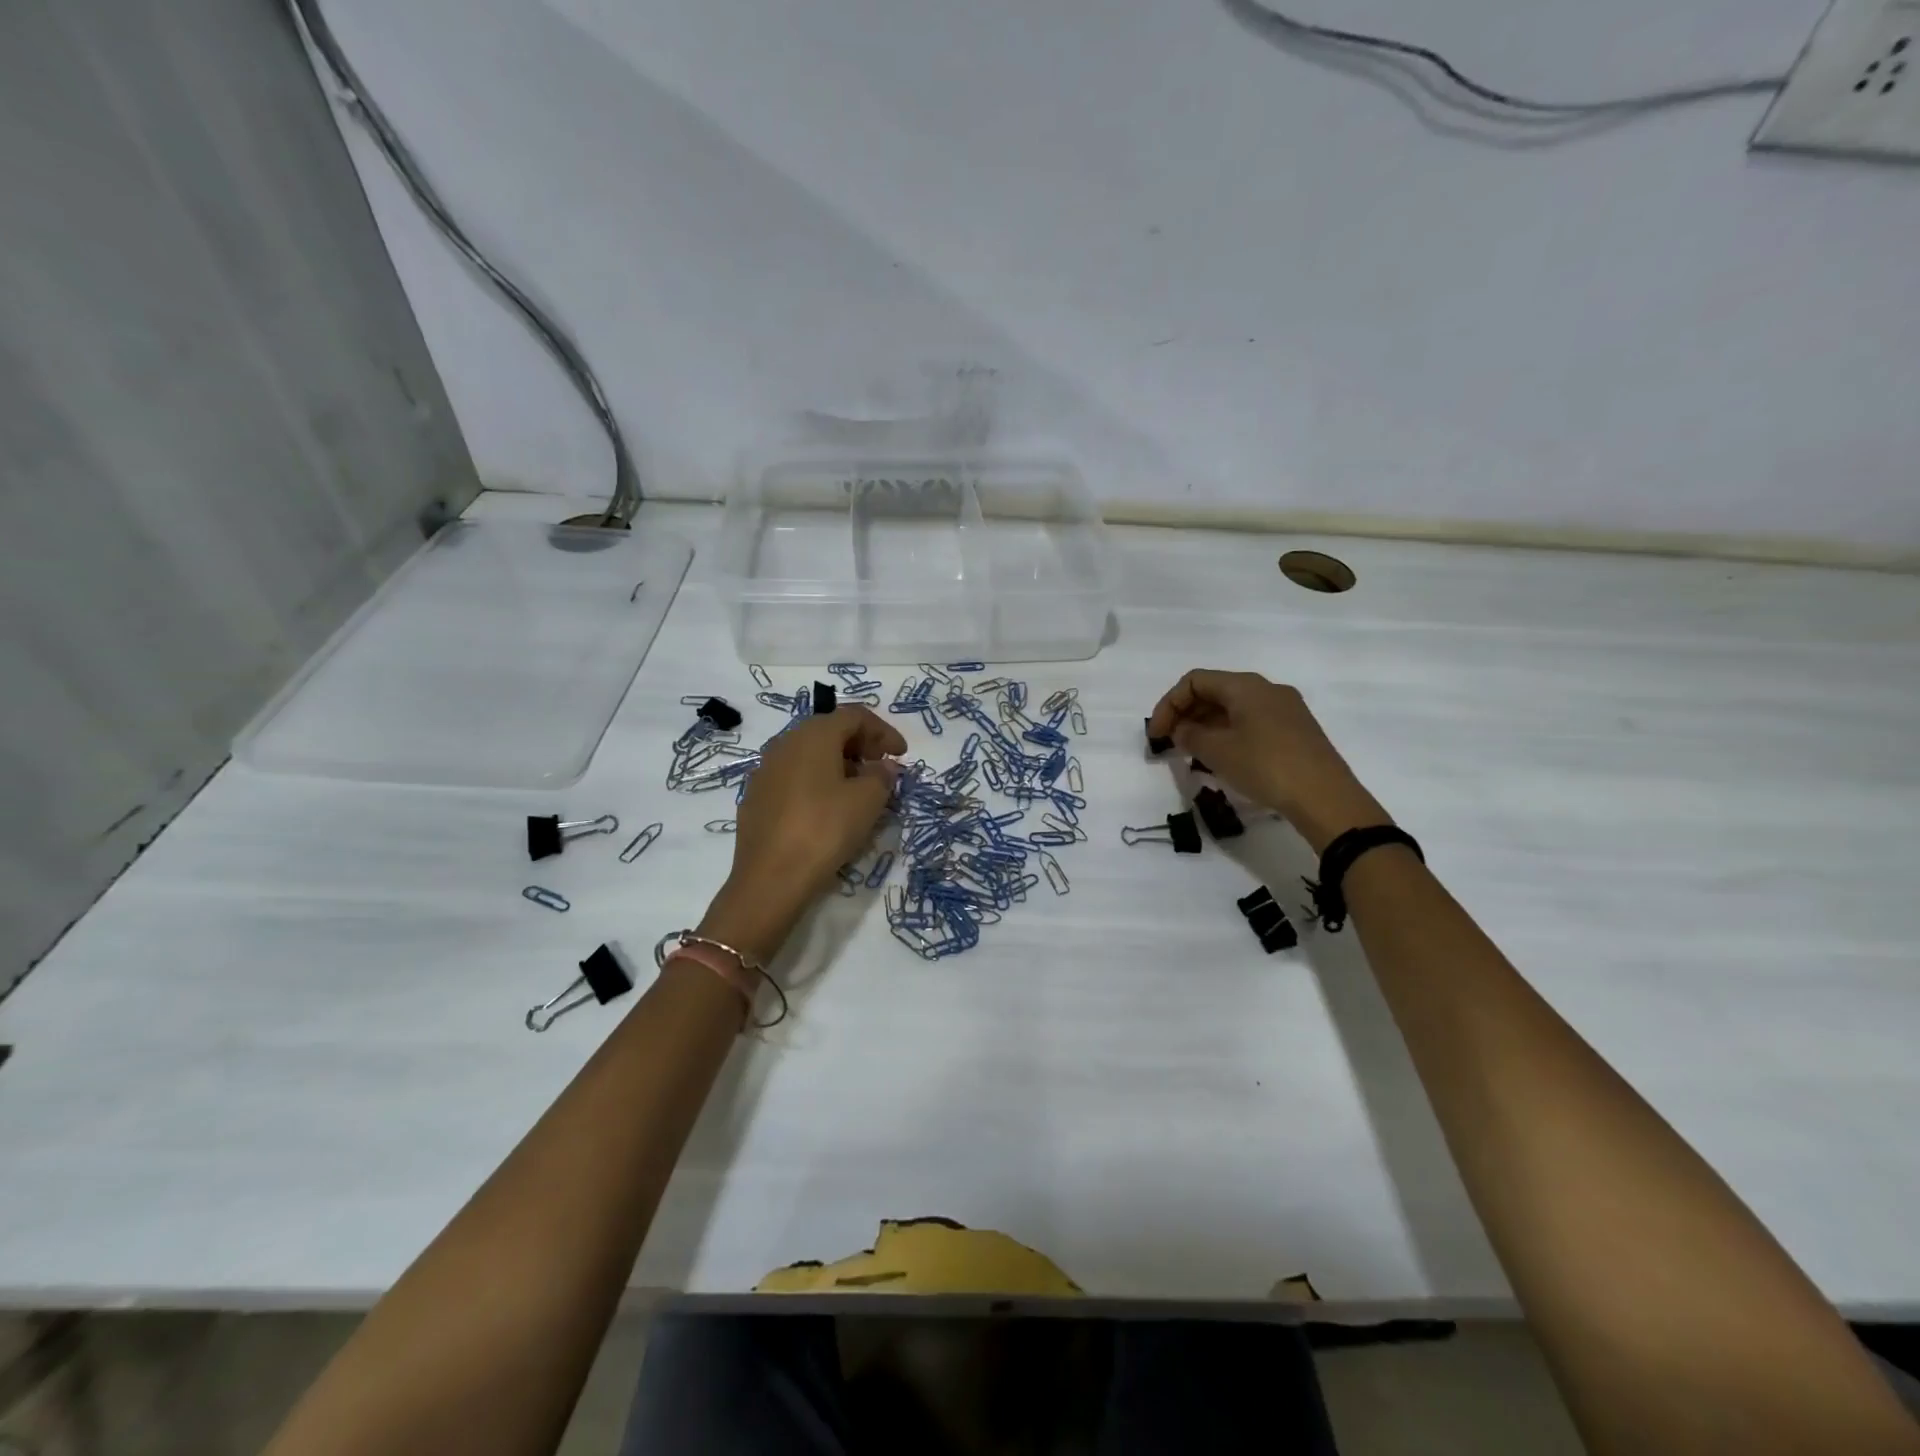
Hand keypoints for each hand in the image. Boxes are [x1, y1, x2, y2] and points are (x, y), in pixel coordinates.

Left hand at [699, 707, 905, 962]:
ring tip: (859, 790)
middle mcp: (785, 742)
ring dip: (838, 763)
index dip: (883, 731)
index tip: (902, 754)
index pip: (854, 716)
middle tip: (882, 768)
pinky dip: (817, 781)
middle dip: (860, 745)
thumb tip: (882, 767)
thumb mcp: (868, 801)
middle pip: (829, 730)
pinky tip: (828, 807)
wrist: (770, 878)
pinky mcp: (756, 797)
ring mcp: (765, 770)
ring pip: (809, 753)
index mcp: (813, 734)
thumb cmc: (825, 829)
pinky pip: (794, 776)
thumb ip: (882, 776)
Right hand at [1147, 670, 1390, 854]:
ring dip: (1206, 726)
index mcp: (1246, 685)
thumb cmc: (1265, 766)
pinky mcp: (1295, 731)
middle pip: (1215, 691)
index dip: (1168, 705)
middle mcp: (1266, 689)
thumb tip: (1182, 730)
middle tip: (1170, 743)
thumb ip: (1191, 735)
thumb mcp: (1217, 751)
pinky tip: (1222, 759)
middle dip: (1186, 714)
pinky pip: (1251, 722)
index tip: (1156, 735)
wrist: (1325, 797)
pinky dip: (1228, 734)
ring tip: (1192, 754)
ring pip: (1233, 708)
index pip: (1194, 681)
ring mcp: (1285, 709)